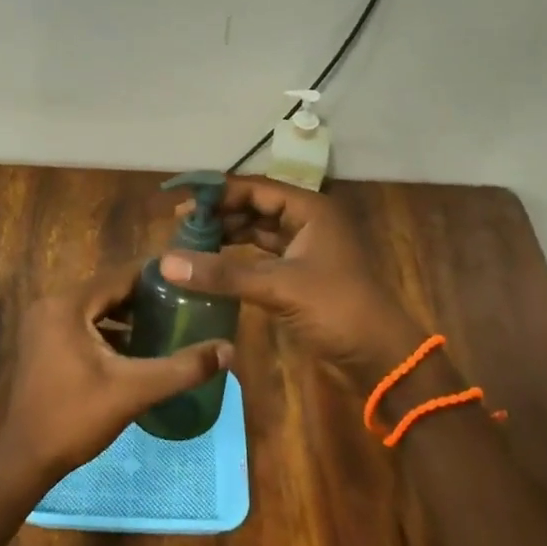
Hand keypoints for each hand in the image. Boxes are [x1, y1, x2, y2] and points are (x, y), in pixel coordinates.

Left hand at [0, 264, 231, 483]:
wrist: (25, 459)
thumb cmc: (75, 418)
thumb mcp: (134, 391)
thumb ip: (182, 368)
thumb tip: (228, 349)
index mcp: (68, 305)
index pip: (120, 275)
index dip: (157, 276)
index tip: (190, 281)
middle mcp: (51, 304)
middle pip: (108, 290)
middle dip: (145, 297)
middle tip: (184, 303)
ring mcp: (43, 324)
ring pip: (95, 308)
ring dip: (127, 315)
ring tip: (167, 323)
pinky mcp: (42, 343)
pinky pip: (82, 324)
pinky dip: (108, 331)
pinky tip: (137, 348)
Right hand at [162, 175, 429, 393]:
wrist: (380, 357)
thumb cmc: (336, 309)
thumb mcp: (278, 287)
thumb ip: (222, 274)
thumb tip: (167, 262)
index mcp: (310, 209)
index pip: (255, 188)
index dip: (218, 193)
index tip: (182, 202)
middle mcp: (307, 221)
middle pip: (255, 207)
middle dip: (219, 215)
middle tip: (179, 227)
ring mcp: (305, 249)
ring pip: (257, 232)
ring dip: (227, 236)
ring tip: (189, 244)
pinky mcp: (300, 275)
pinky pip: (262, 257)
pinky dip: (237, 259)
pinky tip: (212, 265)